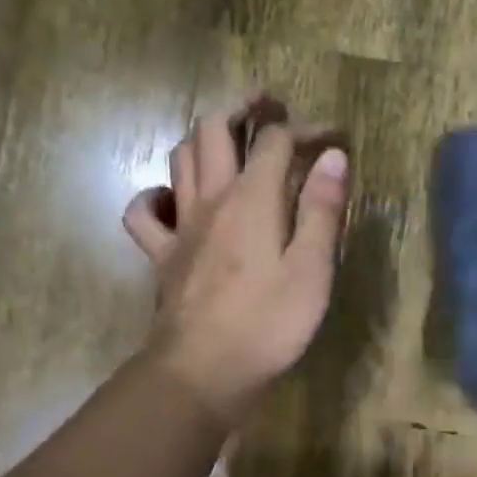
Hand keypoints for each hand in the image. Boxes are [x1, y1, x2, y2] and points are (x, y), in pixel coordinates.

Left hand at [123, 101, 348, 425]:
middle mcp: (211, 200)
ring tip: (227, 142)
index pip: (274, 141)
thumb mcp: (311, 270)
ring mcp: (180, 227)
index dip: (304, 129)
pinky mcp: (162, 257)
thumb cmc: (268, 324)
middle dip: (242, 108)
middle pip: (213, 131)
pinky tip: (173, 200)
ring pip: (179, 159)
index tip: (332, 136)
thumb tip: (331, 156)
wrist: (204, 371)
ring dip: (202, 139)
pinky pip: (144, 212)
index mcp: (253, 199)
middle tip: (268, 106)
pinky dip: (156, 195)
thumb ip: (320, 211)